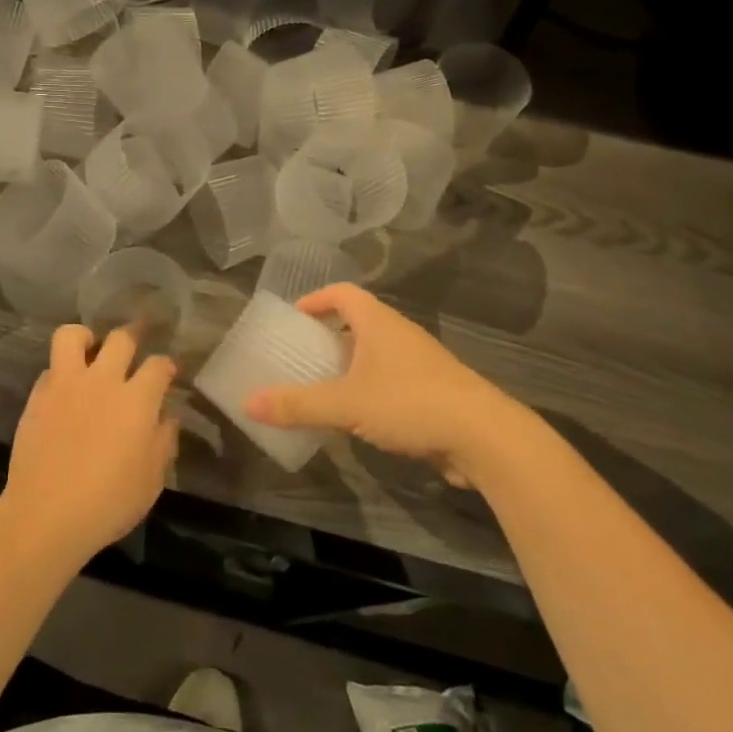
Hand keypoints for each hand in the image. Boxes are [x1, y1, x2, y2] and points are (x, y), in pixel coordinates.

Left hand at [0, 323, 177, 569]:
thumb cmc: (108, 503)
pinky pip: (50, 368)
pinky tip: (66, 391)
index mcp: (137, 400)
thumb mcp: (151, 479)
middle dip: (133, 337)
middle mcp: (103, 381)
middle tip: (134, 349)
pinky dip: (61, 372)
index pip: (159, 365)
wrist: (46, 515)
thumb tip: (168, 416)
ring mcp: (66, 385)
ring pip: (73, 336)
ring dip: (86, 338)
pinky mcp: (37, 397)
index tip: (168, 372)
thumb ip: (163, 441)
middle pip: (121, 338)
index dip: (167, 365)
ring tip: (91, 351)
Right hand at [245, 284, 525, 483]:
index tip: (293, 318)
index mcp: (378, 322)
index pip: (342, 293)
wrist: (485, 438)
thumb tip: (247, 402)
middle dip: (327, 337)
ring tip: (321, 388)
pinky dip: (368, 390)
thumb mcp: (346, 404)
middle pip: (357, 322)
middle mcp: (399, 334)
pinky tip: (356, 418)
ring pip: (375, 354)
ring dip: (348, 366)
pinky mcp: (433, 392)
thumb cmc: (411, 403)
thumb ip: (297, 404)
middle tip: (300, 357)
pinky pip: (390, 381)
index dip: (315, 299)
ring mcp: (420, 363)